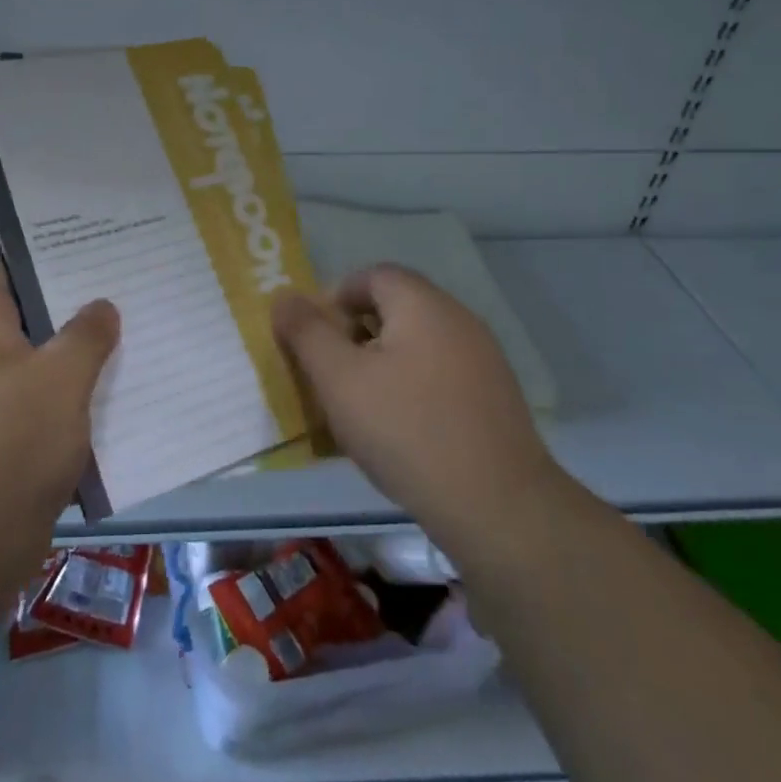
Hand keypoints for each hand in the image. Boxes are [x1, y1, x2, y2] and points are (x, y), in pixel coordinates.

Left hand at [0, 241, 118, 568]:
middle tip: (117, 282)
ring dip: (72, 349)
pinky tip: (111, 396)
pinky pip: (36, 404)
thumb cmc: (6, 447)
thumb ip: (86, 336)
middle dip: (64, 295)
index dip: (22, 241)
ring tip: (125, 332)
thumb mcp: (59, 380)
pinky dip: (68, 396)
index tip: (73, 236)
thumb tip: (101, 307)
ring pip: (32, 358)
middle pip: (16, 307)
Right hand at [272, 265, 562, 555]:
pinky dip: (412, 385)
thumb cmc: (406, 430)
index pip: (373, 275)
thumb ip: (307, 333)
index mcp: (423, 304)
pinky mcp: (495, 397)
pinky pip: (441, 373)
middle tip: (332, 372)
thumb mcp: (339, 379)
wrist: (496, 506)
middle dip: (356, 332)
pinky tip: (401, 428)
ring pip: (418, 343)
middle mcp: (459, 319)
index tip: (316, 338)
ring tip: (360, 404)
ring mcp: (483, 359)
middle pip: (397, 307)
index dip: (336, 297)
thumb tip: (284, 297)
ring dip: (383, 361)